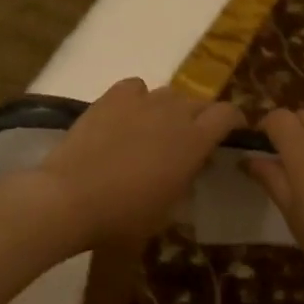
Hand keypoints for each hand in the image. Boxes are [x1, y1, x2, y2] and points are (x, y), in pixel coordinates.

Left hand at [26, 78, 245, 250]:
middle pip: (199, 103)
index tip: (229, 134)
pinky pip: (136, 87)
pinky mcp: (112, 96)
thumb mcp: (168, 209)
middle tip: (187, 142)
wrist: (70, 198)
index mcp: (195, 140)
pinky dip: (138, 98)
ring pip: (168, 94)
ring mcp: (142, 100)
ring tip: (153, 131)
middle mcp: (174, 112)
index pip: (228, 113)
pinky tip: (127, 116)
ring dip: (169, 110)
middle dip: (200, 118)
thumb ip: (187, 179)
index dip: (232, 121)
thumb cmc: (124, 215)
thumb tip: (191, 166)